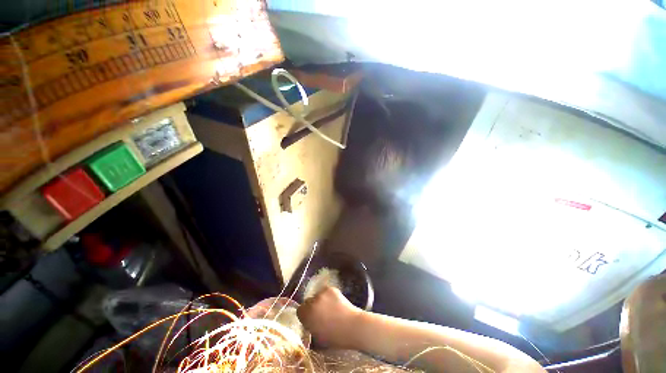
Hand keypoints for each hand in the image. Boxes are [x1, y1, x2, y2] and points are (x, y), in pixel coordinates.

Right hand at [297, 286, 362, 348]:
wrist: (352, 326)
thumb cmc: (335, 337)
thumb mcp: (318, 338)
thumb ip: (310, 328)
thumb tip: (309, 323)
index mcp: (307, 315)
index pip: (300, 310)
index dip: (305, 315)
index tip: (311, 319)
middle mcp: (312, 301)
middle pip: (308, 301)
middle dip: (312, 307)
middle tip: (321, 313)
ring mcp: (321, 293)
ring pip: (317, 295)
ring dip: (320, 301)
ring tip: (330, 308)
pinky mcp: (330, 288)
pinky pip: (325, 291)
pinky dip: (328, 296)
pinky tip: (335, 303)